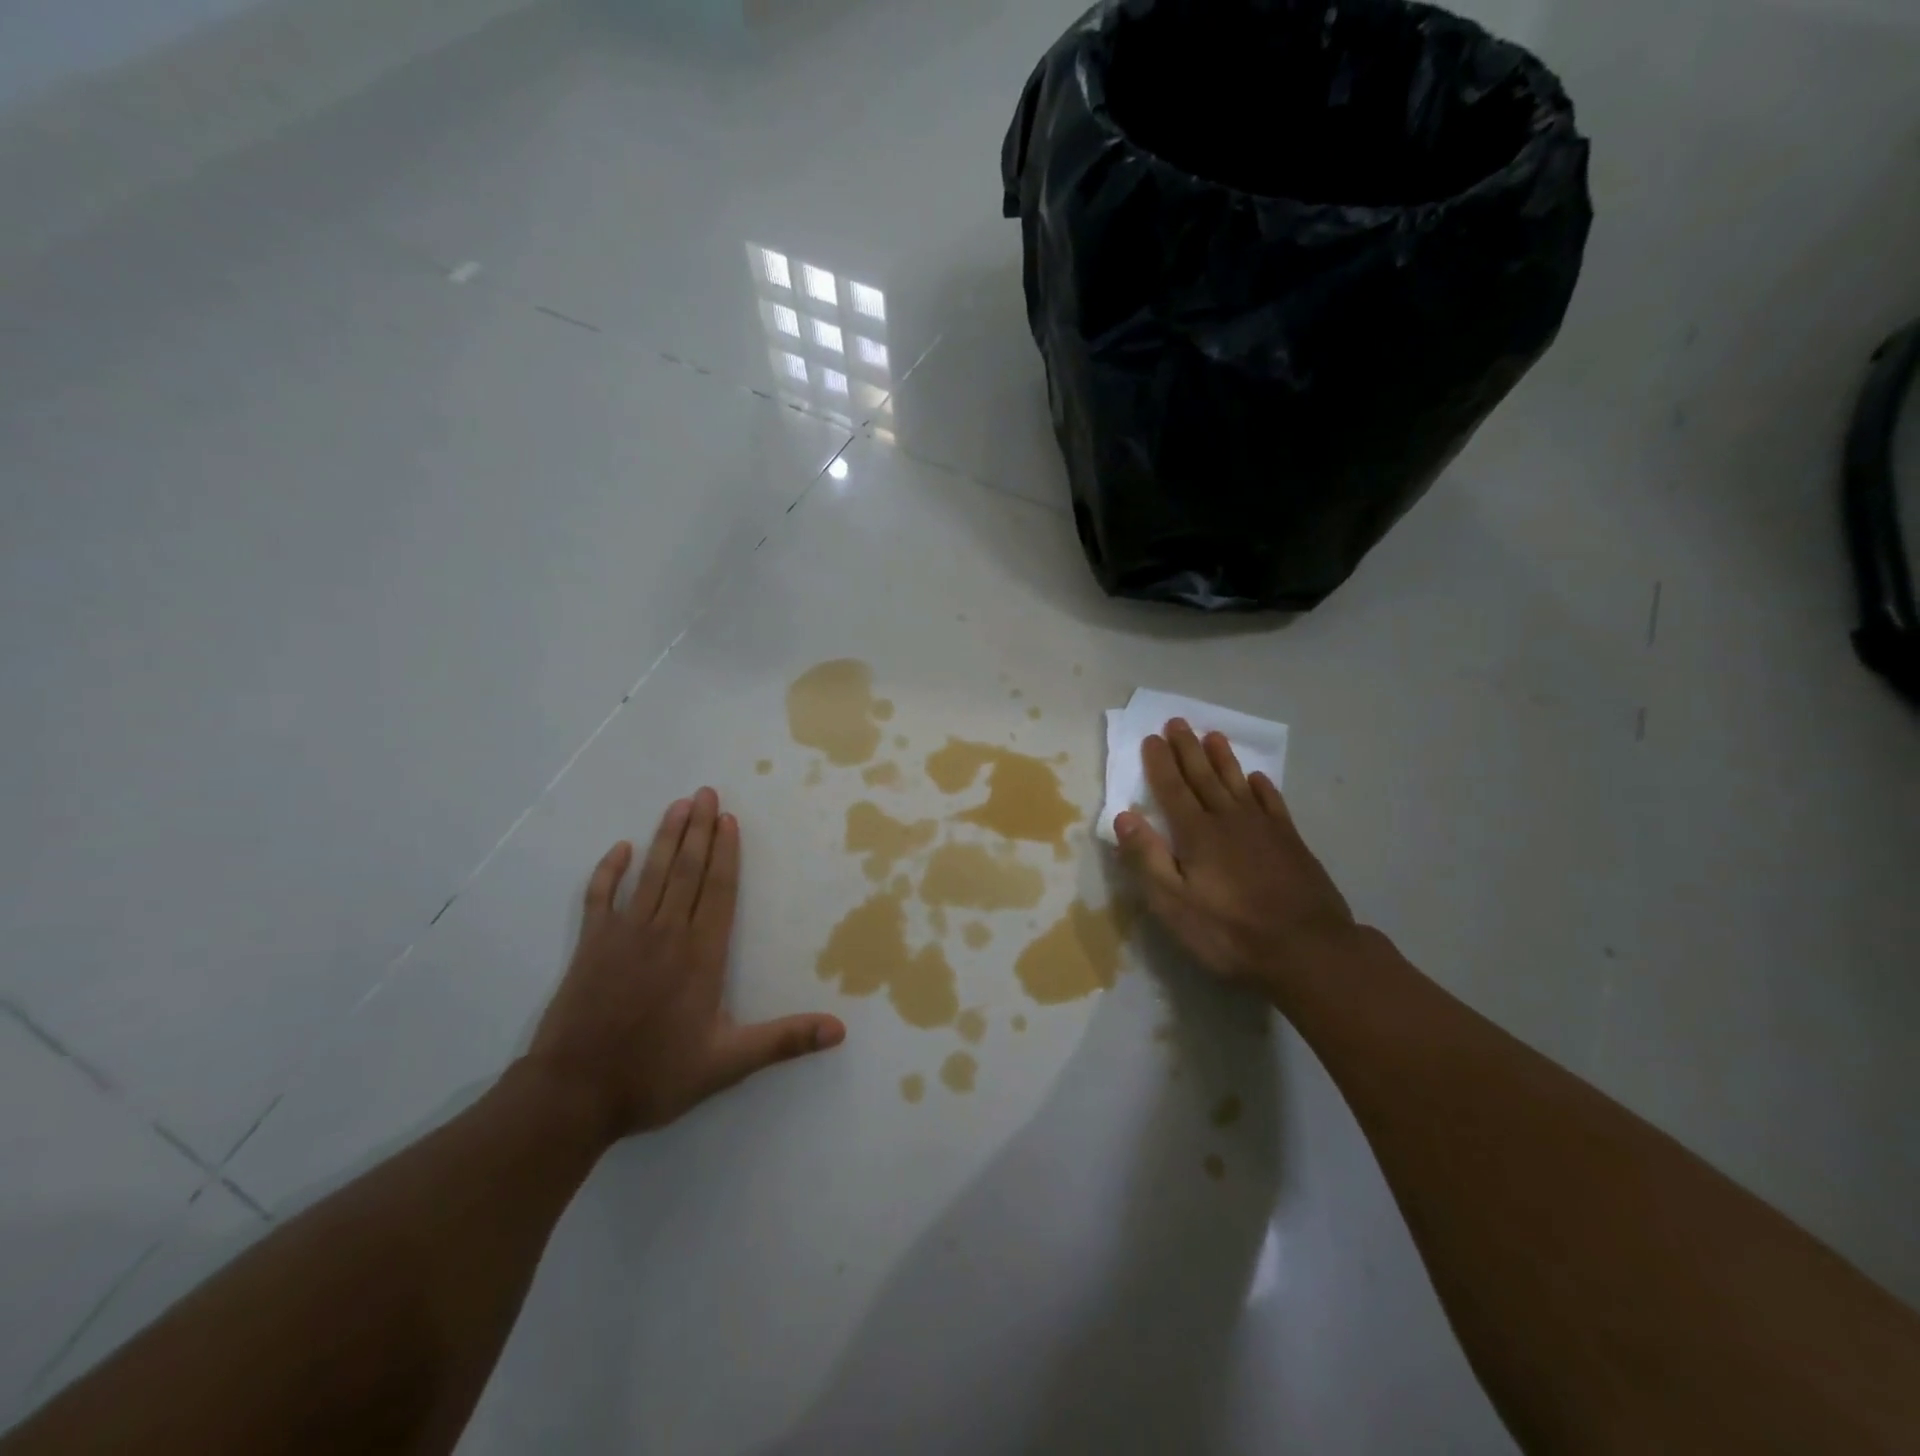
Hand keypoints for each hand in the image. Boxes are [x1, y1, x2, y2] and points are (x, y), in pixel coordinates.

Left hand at [525, 788, 845, 1142]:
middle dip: (699, 829)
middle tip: (706, 792)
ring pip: (651, 874)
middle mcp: (665, 933)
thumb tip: (840, 1030)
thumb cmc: (655, 1076)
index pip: (718, 891)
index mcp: (700, 955)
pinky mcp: (590, 945)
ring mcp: (623, 935)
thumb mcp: (728, 1064)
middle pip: (686, 870)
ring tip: (678, 805)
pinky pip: (599, 896)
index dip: (725, 853)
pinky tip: (620, 849)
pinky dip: (609, 870)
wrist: (573, 1094)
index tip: (729, 819)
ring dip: (665, 837)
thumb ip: (784, 1040)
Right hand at [1114, 719, 1358, 992]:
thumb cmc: (1230, 932)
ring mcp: (1264, 829)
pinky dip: (1262, 787)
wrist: (1308, 949)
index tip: (1151, 738)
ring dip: (1223, 759)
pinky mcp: (1291, 842)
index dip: (1160, 763)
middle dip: (1187, 749)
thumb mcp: (1174, 904)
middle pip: (1203, 777)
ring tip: (1213, 735)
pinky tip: (1257, 778)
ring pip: (1237, 783)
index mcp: (1197, 834)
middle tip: (1177, 722)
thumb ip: (1148, 858)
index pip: (1172, 789)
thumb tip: (1123, 816)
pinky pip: (1272, 803)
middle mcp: (1229, 820)